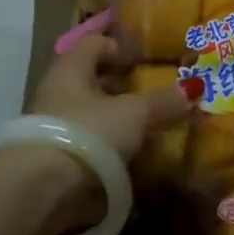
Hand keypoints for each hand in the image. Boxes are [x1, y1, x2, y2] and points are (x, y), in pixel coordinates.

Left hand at [29, 34, 197, 162]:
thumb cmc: (88, 133)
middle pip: (91, 81)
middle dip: (121, 88)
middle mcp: (55, 93)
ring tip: (145, 131)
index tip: (146, 62)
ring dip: (114, 121)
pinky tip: (128, 159)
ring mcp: (50, 128)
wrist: (39, 191)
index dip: (121, 48)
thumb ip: (163, 101)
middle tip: (152, 97)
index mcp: (70, 70)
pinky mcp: (52, 160)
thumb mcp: (134, 114)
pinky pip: (85, 145)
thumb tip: (194, 87)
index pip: (94, 43)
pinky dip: (106, 149)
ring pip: (88, 115)